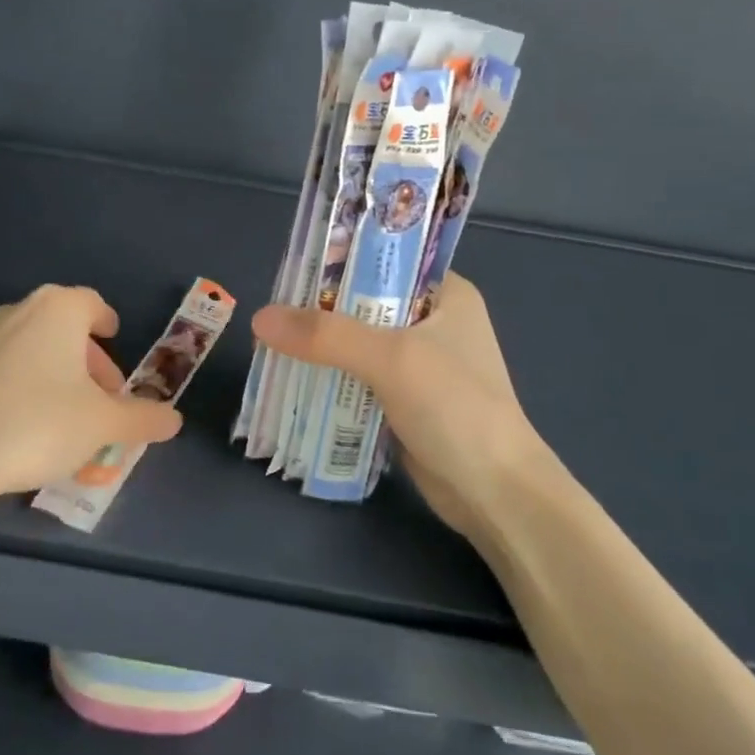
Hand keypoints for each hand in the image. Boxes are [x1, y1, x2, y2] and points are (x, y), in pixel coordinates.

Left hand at [0, 285, 182, 501]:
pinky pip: (3, 375)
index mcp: (55, 310)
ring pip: (31, 352)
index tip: (116, 340)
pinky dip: (24, 391)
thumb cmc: (40, 424)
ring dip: (56, 377)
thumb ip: (143, 418)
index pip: (91, 303)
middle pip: (61, 329)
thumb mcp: (105, 424)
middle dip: (87, 361)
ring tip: (71, 420)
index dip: (107, 322)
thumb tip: (173, 420)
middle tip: (104, 398)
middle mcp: (15, 314)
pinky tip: (30, 433)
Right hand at [252, 273, 550, 536]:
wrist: (494, 493)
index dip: (339, 262)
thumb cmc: (456, 408)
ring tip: (269, 347)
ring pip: (358, 347)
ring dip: (320, 351)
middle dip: (319, 313)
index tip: (291, 271)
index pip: (386, 261)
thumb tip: (260, 318)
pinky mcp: (406, 403)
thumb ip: (328, 336)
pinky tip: (293, 383)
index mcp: (446, 295)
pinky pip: (358, 382)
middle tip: (270, 316)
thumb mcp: (392, 359)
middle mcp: (434, 324)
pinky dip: (330, 383)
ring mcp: (420, 366)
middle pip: (364, 305)